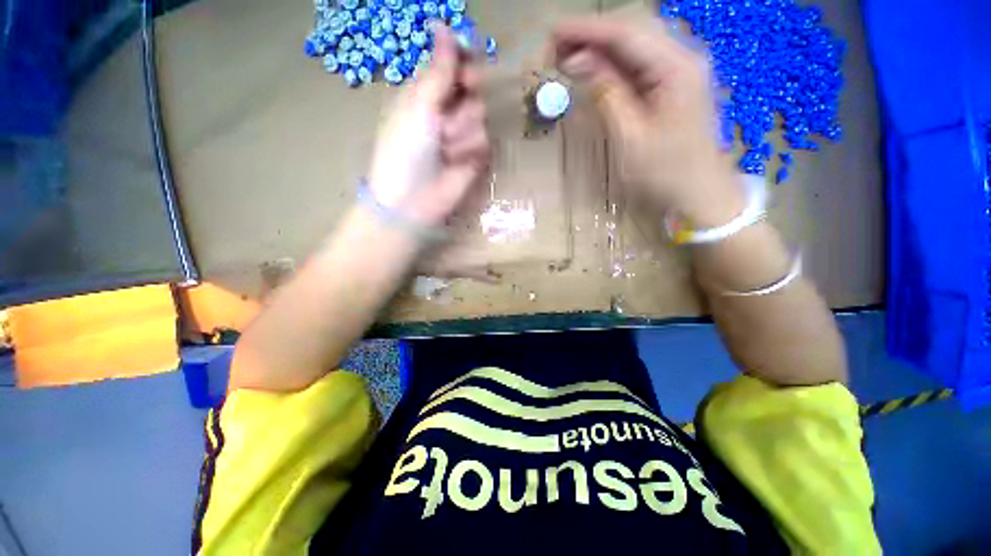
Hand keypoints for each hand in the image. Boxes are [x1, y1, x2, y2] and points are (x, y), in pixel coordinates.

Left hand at [368, 25, 489, 228]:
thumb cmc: (405, 149)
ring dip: (462, 134)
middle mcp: (448, 110)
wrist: (413, 200)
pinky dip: (471, 152)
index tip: (467, 68)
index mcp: (428, 92)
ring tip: (445, 150)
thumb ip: (438, 70)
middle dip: (462, 104)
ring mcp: (463, 136)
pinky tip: (458, 163)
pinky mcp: (475, 158)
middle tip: (447, 120)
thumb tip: (441, 25)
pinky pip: (486, 143)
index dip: (464, 61)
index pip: (454, 64)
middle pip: (474, 89)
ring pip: (481, 117)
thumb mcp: (418, 105)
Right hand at [553, 17, 743, 226]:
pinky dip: (613, 64)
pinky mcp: (673, 84)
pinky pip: (640, 63)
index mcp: (676, 67)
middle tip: (556, 51)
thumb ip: (607, 94)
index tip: (553, 34)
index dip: (587, 30)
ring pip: (635, 44)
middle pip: (632, 30)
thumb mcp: (630, 137)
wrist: (699, 192)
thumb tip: (580, 62)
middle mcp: (682, 57)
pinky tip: (594, 71)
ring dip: (600, 47)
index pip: (627, 33)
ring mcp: (680, 69)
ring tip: (568, 58)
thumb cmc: (665, 172)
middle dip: (591, 36)